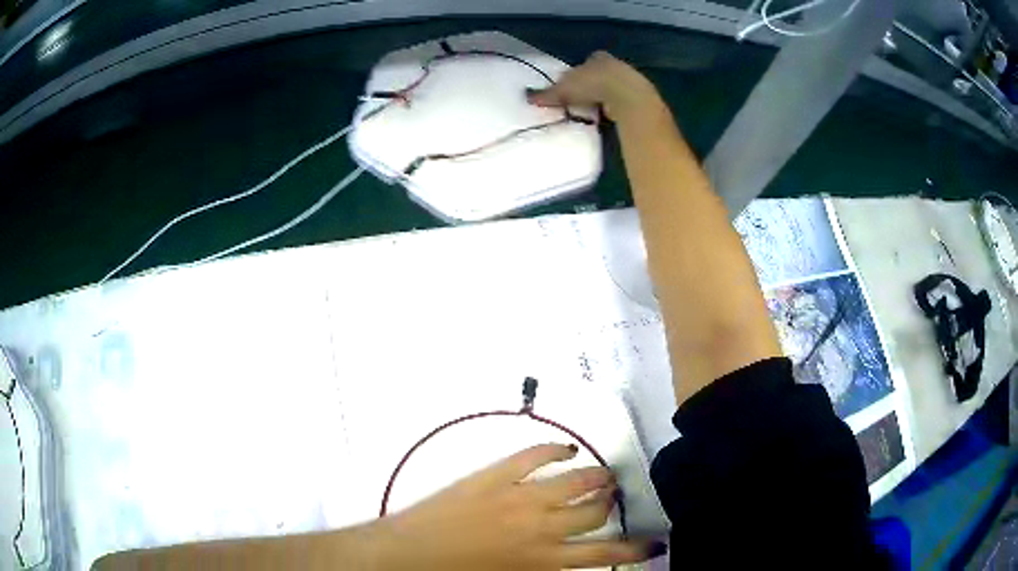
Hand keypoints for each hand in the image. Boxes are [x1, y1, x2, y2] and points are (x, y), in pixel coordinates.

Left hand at [370, 443, 663, 569]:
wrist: (409, 553)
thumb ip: (549, 568)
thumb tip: (574, 561)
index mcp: (544, 560)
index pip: (604, 554)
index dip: (636, 549)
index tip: (656, 542)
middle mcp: (541, 526)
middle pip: (595, 511)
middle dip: (610, 505)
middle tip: (613, 498)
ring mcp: (519, 496)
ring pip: (575, 480)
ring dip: (595, 477)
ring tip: (603, 476)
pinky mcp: (495, 475)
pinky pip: (534, 456)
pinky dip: (555, 449)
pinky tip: (567, 448)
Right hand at [527, 52, 661, 122]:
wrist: (626, 95)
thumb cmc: (592, 84)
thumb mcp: (564, 89)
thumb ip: (548, 94)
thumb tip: (529, 98)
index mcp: (597, 58)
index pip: (588, 61)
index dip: (581, 71)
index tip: (574, 83)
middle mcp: (614, 64)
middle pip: (601, 72)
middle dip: (593, 83)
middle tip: (582, 98)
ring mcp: (629, 80)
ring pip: (614, 86)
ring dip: (605, 96)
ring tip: (594, 110)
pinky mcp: (638, 96)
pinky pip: (623, 100)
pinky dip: (615, 106)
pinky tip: (609, 116)